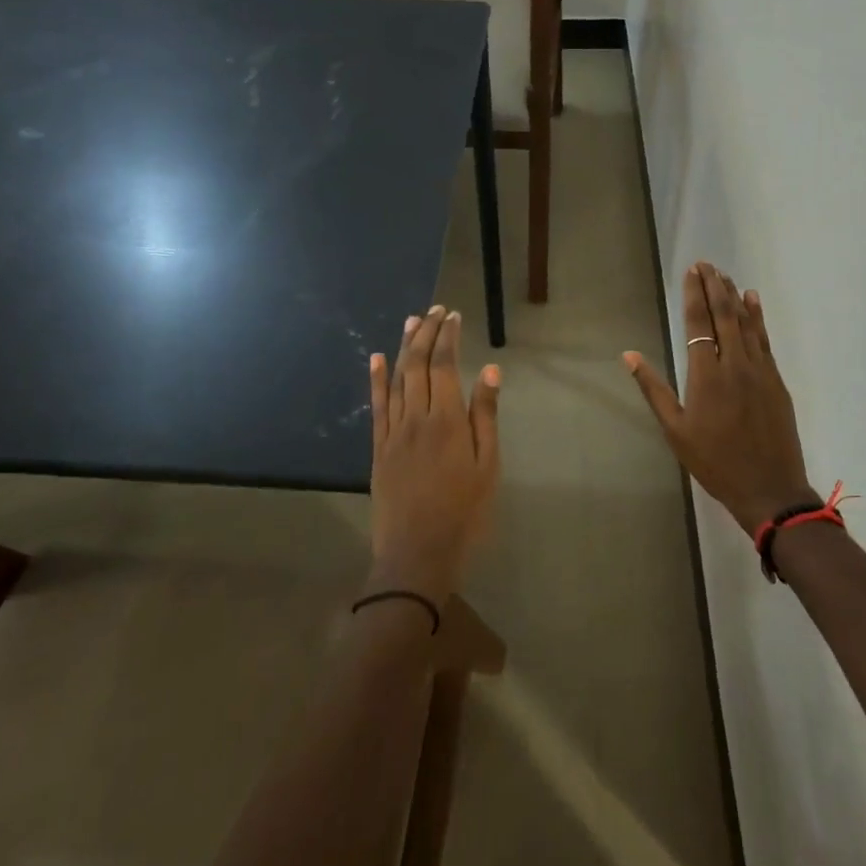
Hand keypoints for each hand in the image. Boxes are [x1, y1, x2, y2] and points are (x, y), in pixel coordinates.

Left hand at [368, 305, 501, 600]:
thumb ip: (486, 417)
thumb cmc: (464, 513)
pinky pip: (376, 406)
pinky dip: (376, 379)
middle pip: (418, 365)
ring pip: (396, 379)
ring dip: (403, 347)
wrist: (417, 555)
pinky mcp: (378, 448)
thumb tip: (490, 371)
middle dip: (426, 333)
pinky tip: (375, 359)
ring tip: (411, 321)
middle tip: (435, 310)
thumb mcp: (488, 467)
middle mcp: (416, 418)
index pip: (445, 366)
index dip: (448, 337)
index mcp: (447, 420)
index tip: (453, 315)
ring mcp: (393, 432)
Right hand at [624, 264, 818, 531]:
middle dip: (714, 286)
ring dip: (735, 296)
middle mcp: (734, 364)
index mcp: (706, 375)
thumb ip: (654, 389)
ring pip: (747, 323)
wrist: (769, 488)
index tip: (692, 271)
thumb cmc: (714, 462)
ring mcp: (760, 370)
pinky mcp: (777, 380)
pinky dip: (758, 317)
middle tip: (706, 264)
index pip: (698, 324)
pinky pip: (765, 339)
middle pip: (725, 315)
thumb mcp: (675, 430)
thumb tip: (629, 355)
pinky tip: (753, 300)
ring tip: (724, 275)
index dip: (694, 295)